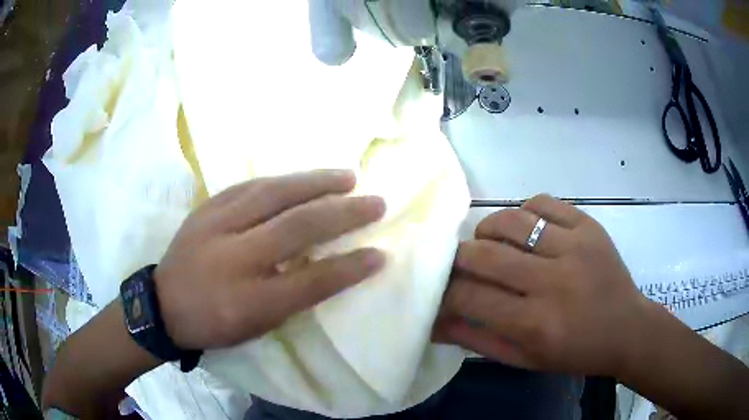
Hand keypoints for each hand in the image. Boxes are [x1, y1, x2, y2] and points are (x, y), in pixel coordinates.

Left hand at [155, 170, 385, 350]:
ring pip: (274, 194)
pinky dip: (283, 181)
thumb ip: (291, 297)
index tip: (381, 254)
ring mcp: (216, 225)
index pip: (311, 281)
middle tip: (375, 202)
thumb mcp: (255, 327)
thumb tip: (328, 265)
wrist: (162, 304)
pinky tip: (303, 177)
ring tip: (348, 177)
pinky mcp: (206, 207)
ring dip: (316, 183)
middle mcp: (234, 258)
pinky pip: (251, 186)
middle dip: (344, 213)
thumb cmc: (213, 324)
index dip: (350, 267)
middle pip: (297, 227)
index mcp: (248, 301)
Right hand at [434, 194, 652, 376]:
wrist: (627, 329)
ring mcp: (574, 247)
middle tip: (458, 265)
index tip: (440, 292)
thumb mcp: (524, 359)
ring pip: (511, 221)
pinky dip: (523, 211)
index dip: (445, 294)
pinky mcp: (589, 226)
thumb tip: (436, 322)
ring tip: (488, 242)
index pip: (470, 298)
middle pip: (484, 254)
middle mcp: (553, 281)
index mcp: (535, 324)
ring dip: (487, 230)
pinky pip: (542, 202)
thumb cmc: (575, 352)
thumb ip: (478, 341)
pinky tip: (524, 228)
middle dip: (458, 258)